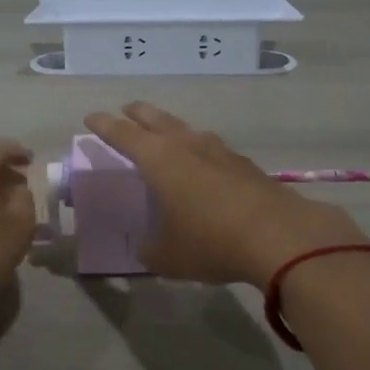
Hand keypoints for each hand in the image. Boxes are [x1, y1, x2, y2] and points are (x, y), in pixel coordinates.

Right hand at [82, 103, 369, 288]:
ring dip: (172, 129)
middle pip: (156, 119)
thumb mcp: (167, 256)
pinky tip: (204, 166)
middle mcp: (187, 145)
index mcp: (158, 160)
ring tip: (166, 136)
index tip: (91, 117)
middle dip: (137, 114)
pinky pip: (213, 150)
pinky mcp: (245, 164)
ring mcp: (220, 151)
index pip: (122, 134)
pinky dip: (200, 152)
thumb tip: (146, 247)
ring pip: (188, 130)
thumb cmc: (210, 242)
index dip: (104, 125)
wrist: (279, 237)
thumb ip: (149, 249)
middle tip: (126, 112)